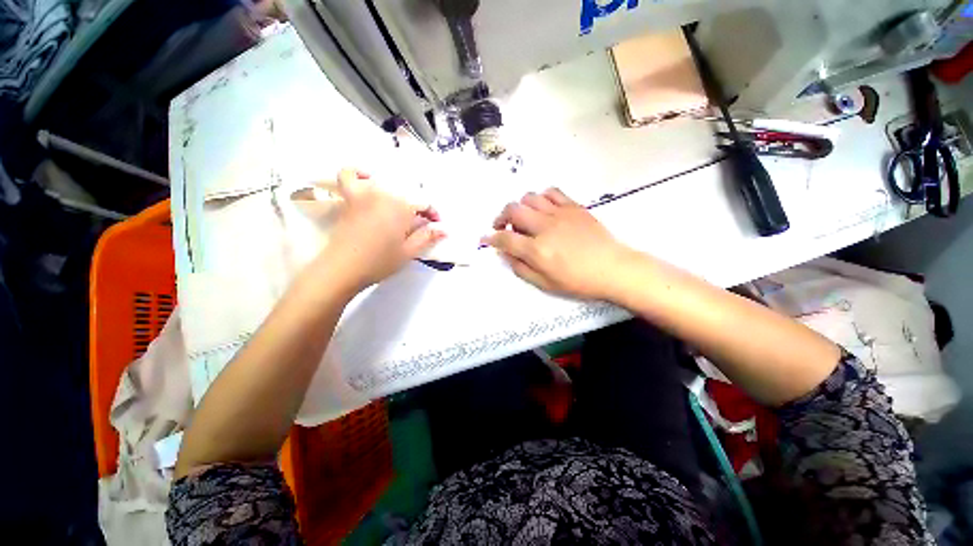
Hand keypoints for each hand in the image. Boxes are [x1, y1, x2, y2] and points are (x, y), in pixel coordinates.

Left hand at [318, 169, 444, 292]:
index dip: (432, 214)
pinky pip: (350, 175)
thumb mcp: (409, 252)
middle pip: (406, 194)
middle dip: (417, 208)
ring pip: (385, 185)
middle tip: (418, 226)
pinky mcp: (349, 198)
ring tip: (397, 210)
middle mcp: (384, 194)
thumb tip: (444, 229)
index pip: (424, 203)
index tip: (436, 226)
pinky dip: (359, 174)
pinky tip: (368, 180)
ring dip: (395, 195)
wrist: (343, 268)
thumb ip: (427, 237)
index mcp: (402, 207)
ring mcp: (364, 193)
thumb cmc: (379, 262)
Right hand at [482, 188, 633, 299]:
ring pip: (529, 198)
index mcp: (537, 250)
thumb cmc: (578, 281)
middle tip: (503, 227)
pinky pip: (551, 192)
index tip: (486, 239)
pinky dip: (541, 198)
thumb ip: (521, 268)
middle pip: (513, 210)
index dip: (491, 239)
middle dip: (501, 217)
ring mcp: (560, 214)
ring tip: (524, 218)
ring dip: (520, 207)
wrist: (613, 268)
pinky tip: (542, 209)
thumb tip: (505, 253)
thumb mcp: (545, 283)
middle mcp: (545, 228)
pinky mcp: (573, 207)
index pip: (505, 239)